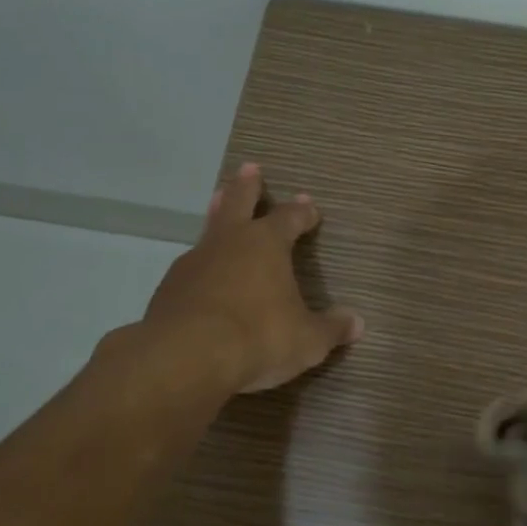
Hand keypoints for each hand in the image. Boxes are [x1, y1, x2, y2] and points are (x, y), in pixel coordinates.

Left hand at [146, 162, 364, 393]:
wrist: (186, 358)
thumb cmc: (258, 337)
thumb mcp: (307, 340)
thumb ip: (331, 329)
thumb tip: (357, 324)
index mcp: (266, 244)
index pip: (289, 218)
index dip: (302, 212)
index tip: (309, 206)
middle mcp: (229, 242)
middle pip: (239, 202)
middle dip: (247, 186)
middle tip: (250, 168)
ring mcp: (194, 262)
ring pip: (210, 229)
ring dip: (218, 214)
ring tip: (219, 203)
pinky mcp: (169, 288)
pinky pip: (191, 267)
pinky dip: (201, 264)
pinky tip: (202, 276)